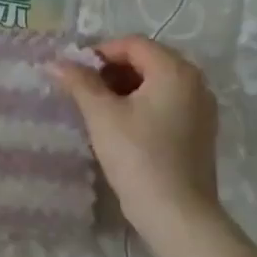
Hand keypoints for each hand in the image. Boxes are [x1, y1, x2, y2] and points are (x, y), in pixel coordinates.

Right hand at [49, 36, 221, 232]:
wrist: (176, 212)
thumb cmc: (137, 156)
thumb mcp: (101, 115)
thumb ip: (79, 82)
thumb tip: (55, 62)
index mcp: (175, 71)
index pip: (132, 44)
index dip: (99, 52)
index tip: (73, 72)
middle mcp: (195, 82)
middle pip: (147, 61)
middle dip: (111, 70)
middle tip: (82, 90)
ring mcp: (201, 108)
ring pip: (156, 83)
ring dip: (124, 88)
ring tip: (96, 109)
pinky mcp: (199, 131)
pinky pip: (166, 104)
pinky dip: (141, 105)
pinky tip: (119, 126)